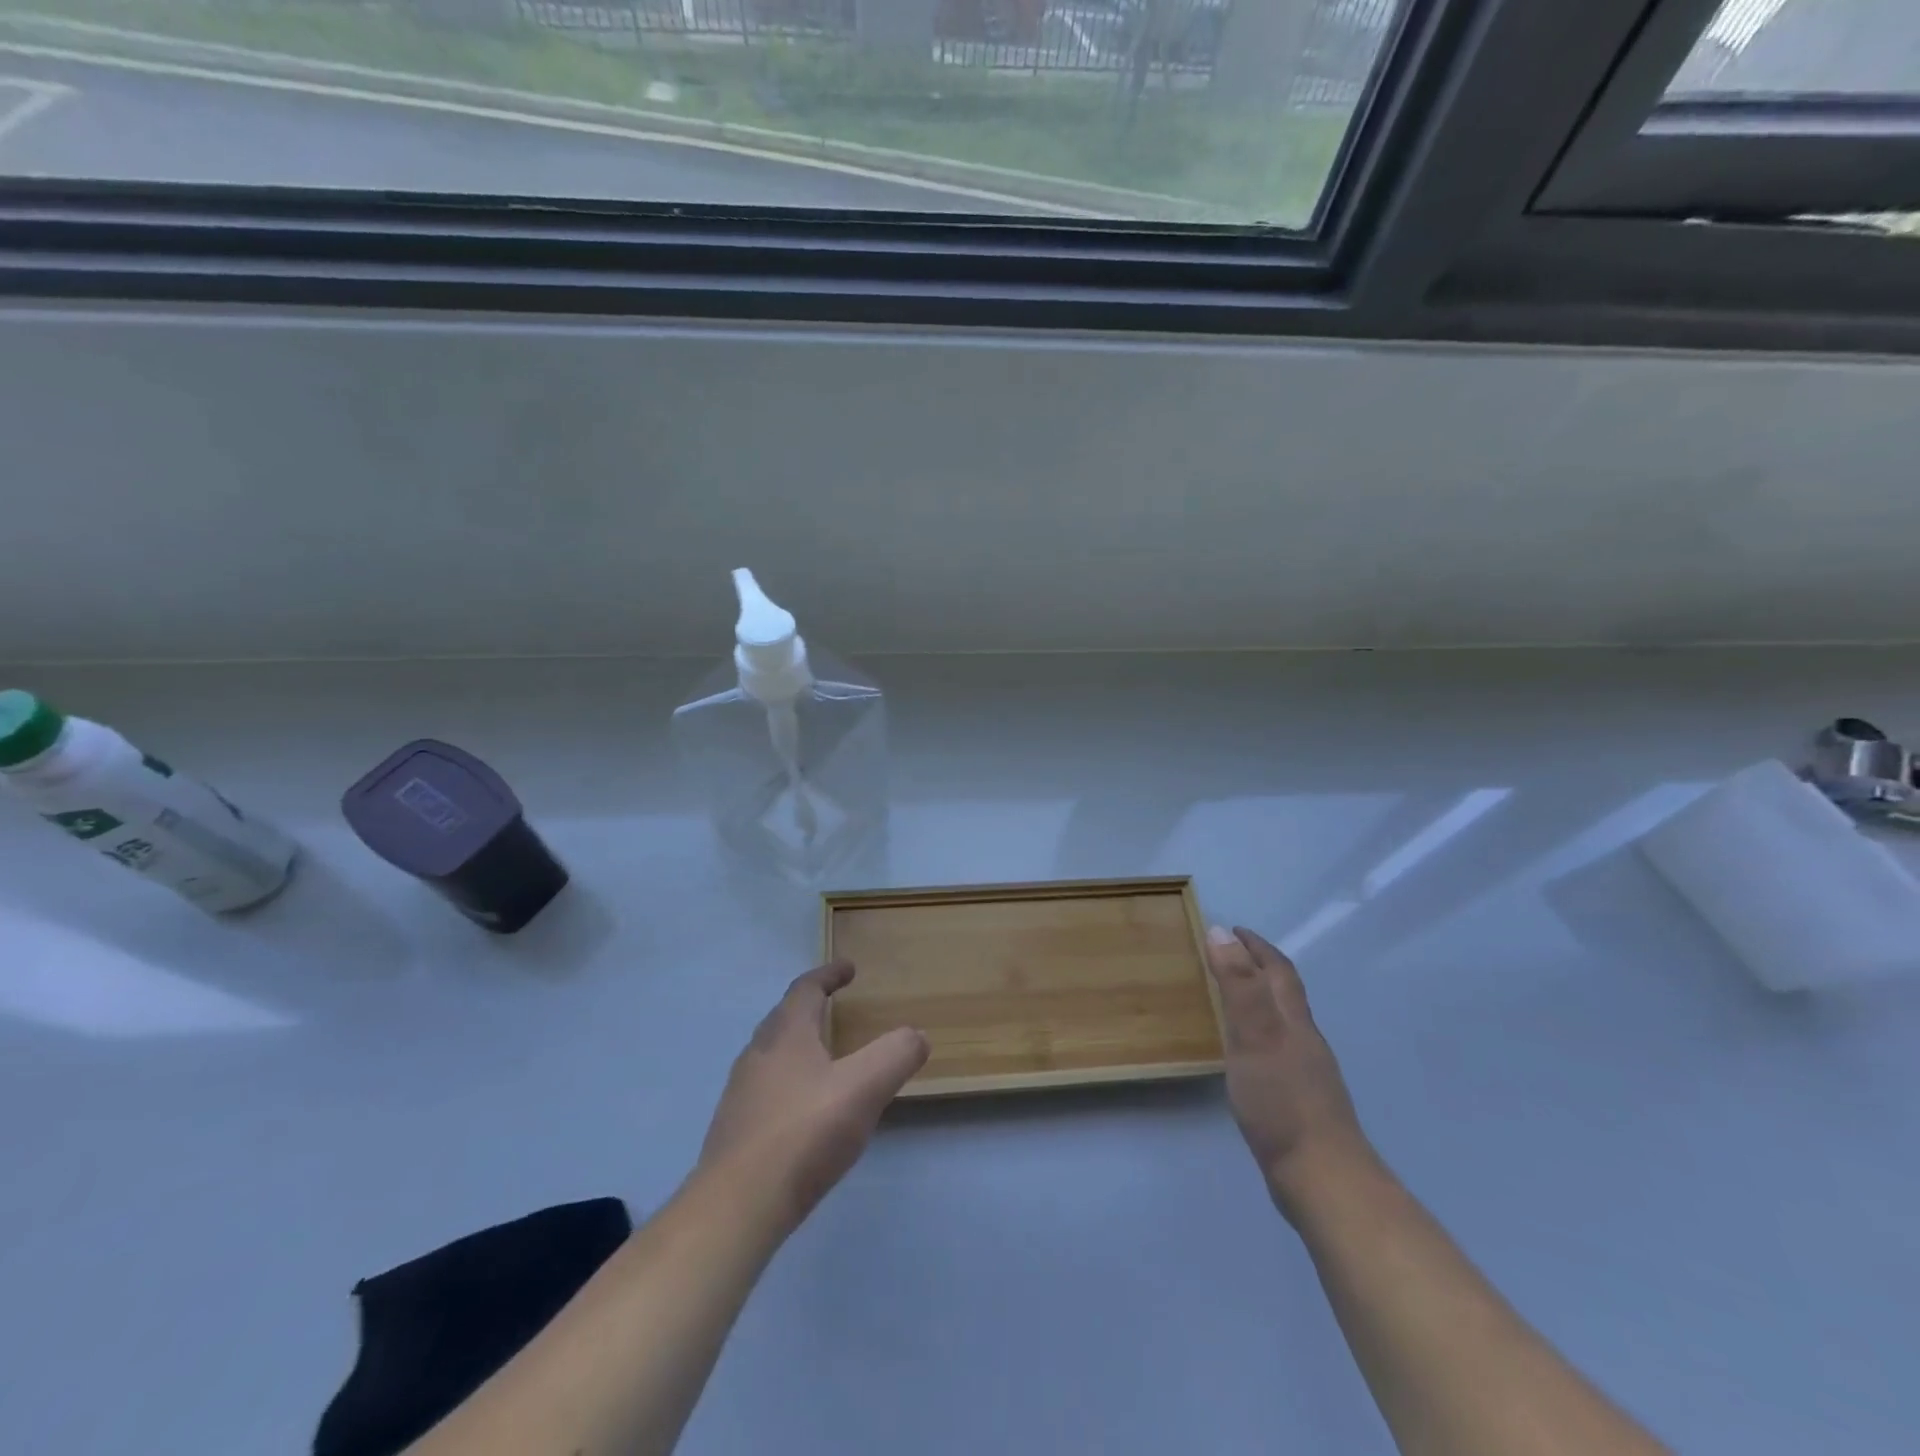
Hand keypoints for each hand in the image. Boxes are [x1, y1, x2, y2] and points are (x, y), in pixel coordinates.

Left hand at [699, 960, 928, 1228]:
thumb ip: (895, 1055)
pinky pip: (766, 1089)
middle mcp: (758, 1054)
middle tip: (834, 1006)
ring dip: (797, 1044)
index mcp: (786, 1034)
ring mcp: (741, 1093)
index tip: (848, 969)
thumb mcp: (864, 1088)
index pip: (805, 988)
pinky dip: (788, 1081)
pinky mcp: (735, 1130)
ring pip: (771, 1054)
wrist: (737, 1206)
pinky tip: (804, 1109)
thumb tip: (917, 1035)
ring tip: (823, 1057)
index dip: (828, 974)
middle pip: (783, 1017)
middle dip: (810, 1006)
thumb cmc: (803, 1133)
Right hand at [1207, 926, 1369, 1215]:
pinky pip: (1277, 1051)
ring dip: (1259, 1001)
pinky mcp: (1300, 1101)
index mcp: (1293, 1021)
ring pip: (1282, 1023)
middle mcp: (1304, 1040)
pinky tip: (1246, 1054)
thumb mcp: (1253, 1036)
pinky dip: (1259, 1036)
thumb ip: (1238, 985)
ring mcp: (1306, 1073)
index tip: (1233, 929)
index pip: (1279, 971)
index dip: (1257, 947)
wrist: (1322, 1178)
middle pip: (1285, 994)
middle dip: (1260, 968)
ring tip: (1231, 997)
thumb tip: (1222, 932)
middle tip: (1228, 955)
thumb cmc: (1282, 1101)